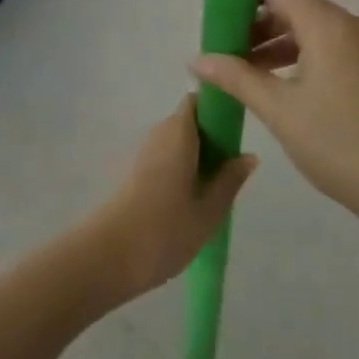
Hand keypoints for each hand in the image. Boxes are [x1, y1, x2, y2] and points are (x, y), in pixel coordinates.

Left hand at [80, 96, 255, 302]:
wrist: (109, 256)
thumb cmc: (166, 229)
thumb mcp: (209, 210)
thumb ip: (230, 180)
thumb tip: (249, 155)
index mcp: (179, 132)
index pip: (198, 102)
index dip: (218, 110)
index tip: (236, 134)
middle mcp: (158, 133)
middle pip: (189, 122)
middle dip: (211, 139)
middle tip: (231, 171)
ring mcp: (142, 153)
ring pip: (176, 143)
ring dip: (196, 158)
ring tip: (214, 192)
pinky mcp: (133, 174)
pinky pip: (164, 160)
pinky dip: (180, 171)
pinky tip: (190, 203)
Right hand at [191, 0, 358, 236]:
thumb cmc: (342, 144)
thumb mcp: (281, 111)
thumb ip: (237, 78)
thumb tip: (197, 59)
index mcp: (328, 24)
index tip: (216, 19)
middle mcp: (351, 25)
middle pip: (294, 6)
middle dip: (255, 24)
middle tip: (223, 54)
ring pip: (312, 30)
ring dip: (277, 46)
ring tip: (245, 76)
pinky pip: (331, 49)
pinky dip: (302, 59)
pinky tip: (281, 90)